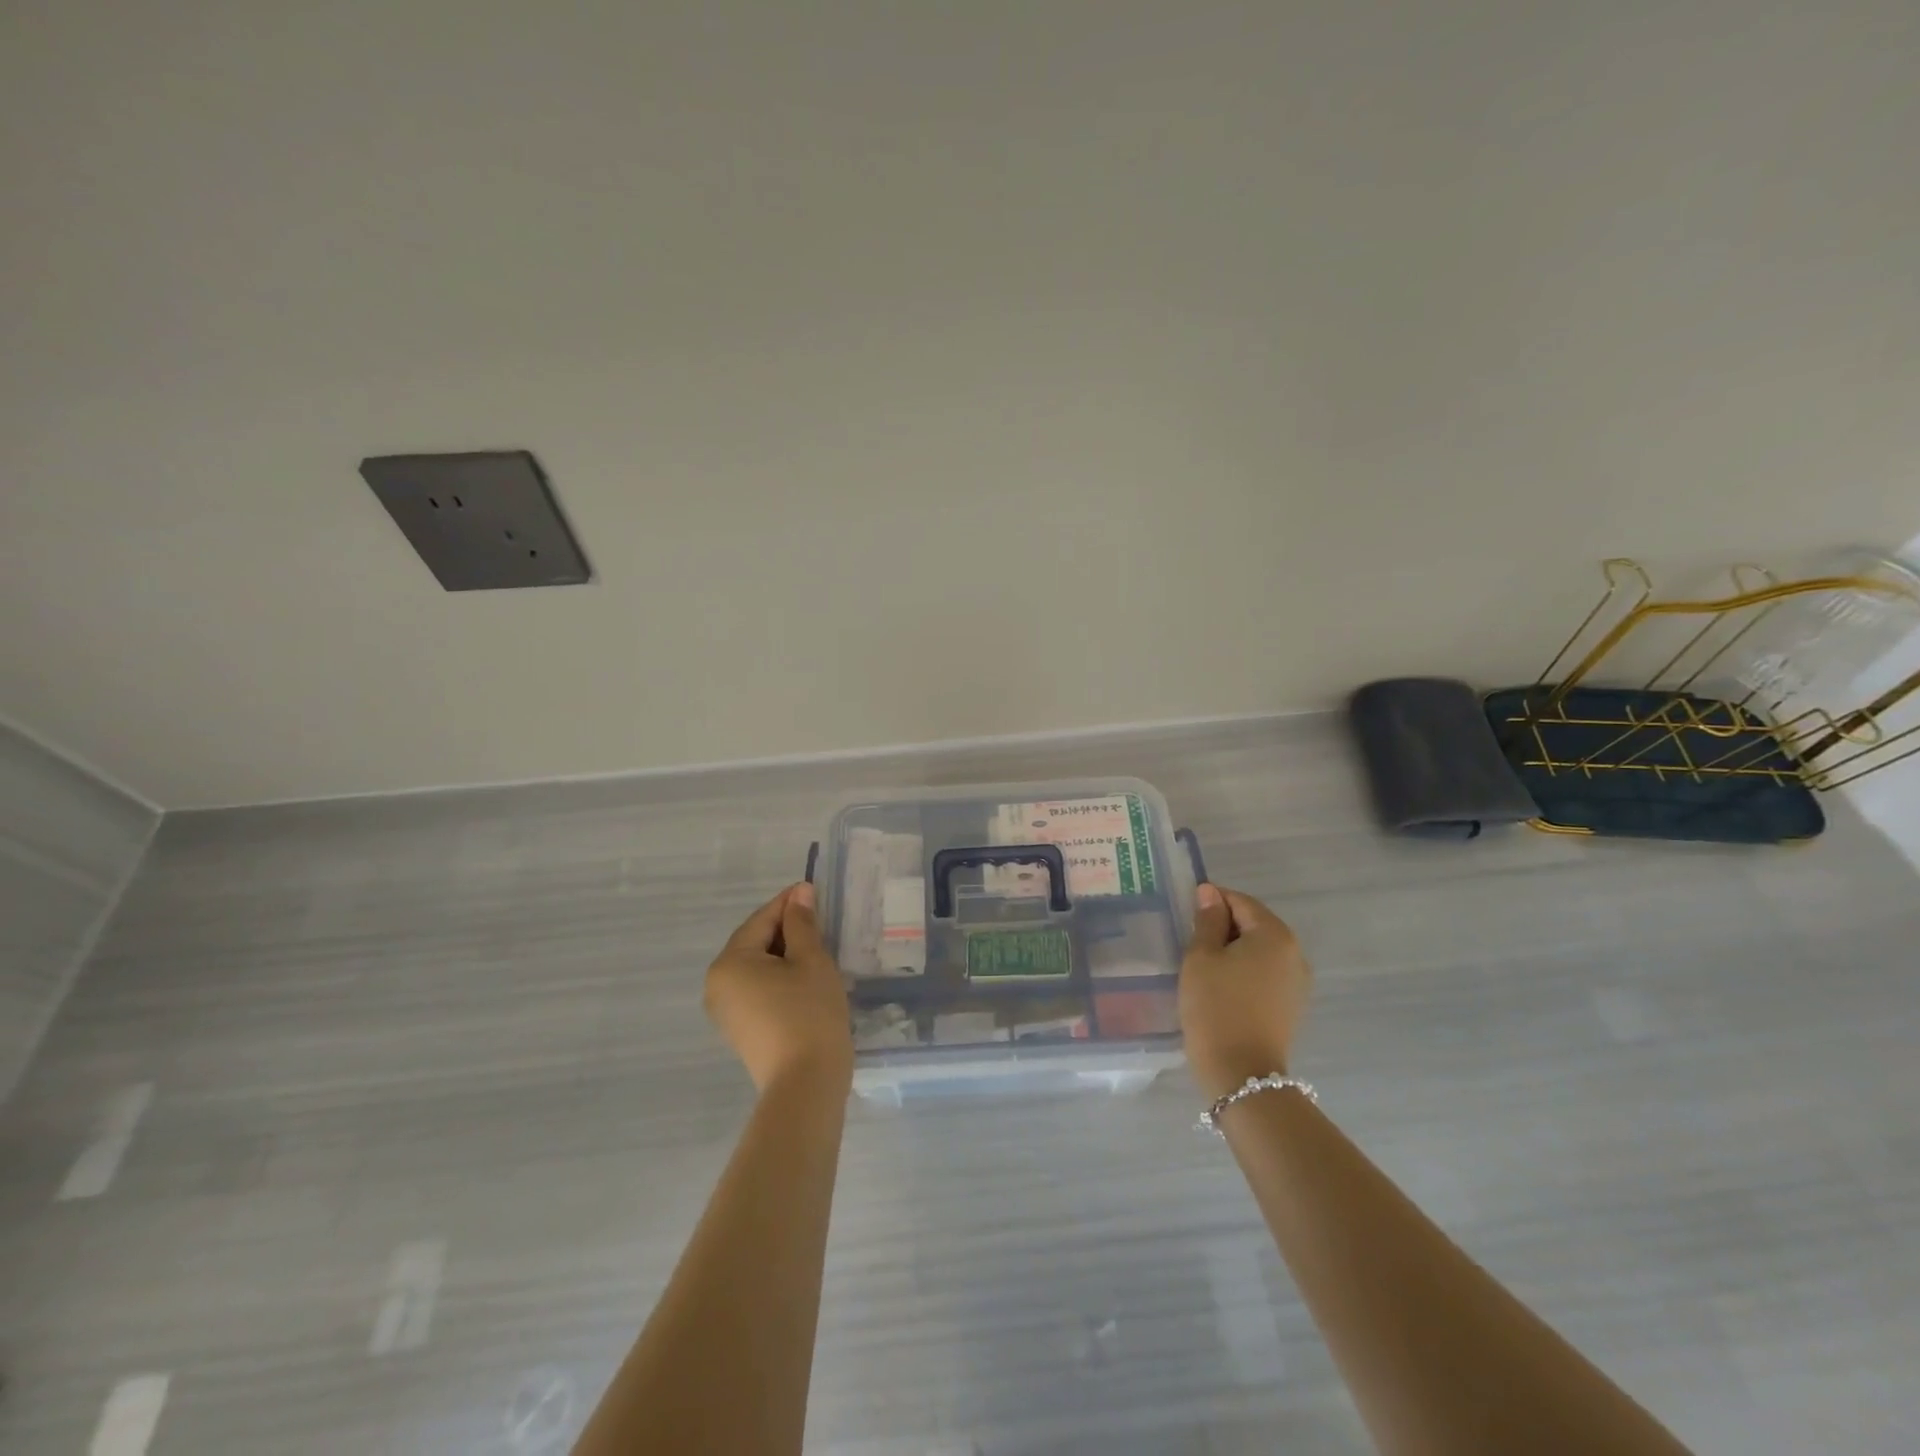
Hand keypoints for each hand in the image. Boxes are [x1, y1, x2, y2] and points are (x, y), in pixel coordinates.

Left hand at [704, 883, 851, 1092]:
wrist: (805, 1085)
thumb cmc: (809, 1014)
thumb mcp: (812, 960)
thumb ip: (802, 924)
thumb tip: (799, 893)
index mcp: (730, 962)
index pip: (761, 920)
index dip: (789, 903)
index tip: (814, 890)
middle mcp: (717, 984)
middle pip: (754, 942)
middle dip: (787, 929)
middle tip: (821, 922)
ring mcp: (725, 1011)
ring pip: (756, 967)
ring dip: (784, 955)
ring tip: (817, 950)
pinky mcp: (739, 1030)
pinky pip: (757, 990)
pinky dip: (778, 978)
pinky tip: (804, 980)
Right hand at [1179, 883, 1312, 1101]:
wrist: (1240, 1073)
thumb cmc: (1215, 1006)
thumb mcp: (1201, 957)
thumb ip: (1207, 920)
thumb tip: (1209, 893)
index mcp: (1274, 934)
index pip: (1240, 901)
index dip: (1211, 902)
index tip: (1185, 914)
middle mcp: (1294, 952)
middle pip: (1253, 923)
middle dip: (1222, 926)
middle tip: (1189, 940)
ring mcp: (1297, 980)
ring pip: (1259, 949)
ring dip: (1232, 949)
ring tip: (1202, 965)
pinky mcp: (1291, 1004)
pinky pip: (1265, 972)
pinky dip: (1243, 970)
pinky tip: (1221, 985)